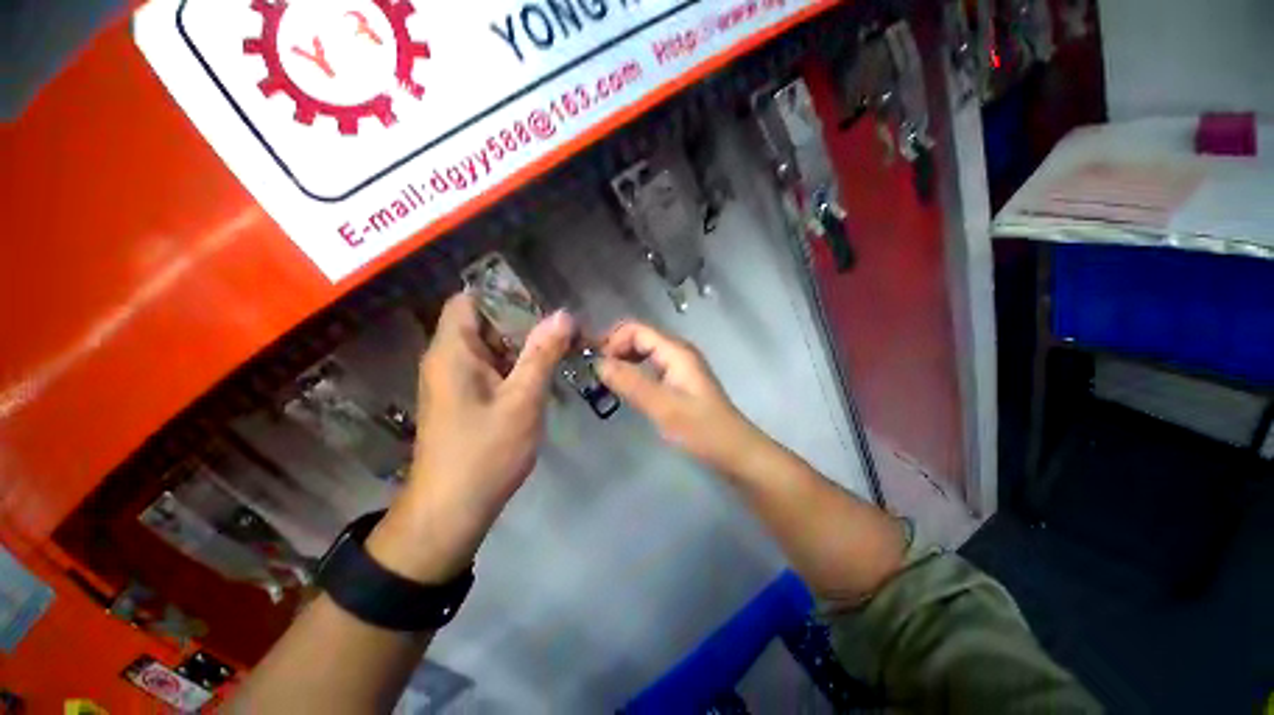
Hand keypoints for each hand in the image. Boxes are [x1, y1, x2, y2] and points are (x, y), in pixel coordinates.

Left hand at [367, 294, 573, 582]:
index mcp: (453, 352)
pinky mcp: (464, 400)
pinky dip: (515, 368)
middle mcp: (447, 360)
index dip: (502, 297)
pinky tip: (540, 379)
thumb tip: (563, 315)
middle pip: (484, 324)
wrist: (451, 511)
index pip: (468, 301)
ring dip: (523, 348)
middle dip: (523, 325)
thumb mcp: (522, 399)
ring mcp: (454, 381)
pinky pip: (490, 370)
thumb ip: (542, 354)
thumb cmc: (485, 452)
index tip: (541, 308)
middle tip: (561, 334)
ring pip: (491, 349)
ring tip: (559, 353)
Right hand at [596, 321, 764, 473]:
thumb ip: (630, 383)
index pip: (637, 330)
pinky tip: (625, 388)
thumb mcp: (663, 406)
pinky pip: (650, 367)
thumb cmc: (701, 429)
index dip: (613, 341)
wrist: (733, 451)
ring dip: (623, 361)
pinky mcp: (678, 381)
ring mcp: (679, 366)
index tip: (595, 364)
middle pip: (640, 338)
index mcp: (676, 351)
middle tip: (596, 374)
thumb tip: (598, 363)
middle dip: (615, 349)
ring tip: (605, 381)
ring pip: (644, 353)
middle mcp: (677, 352)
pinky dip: (634, 372)